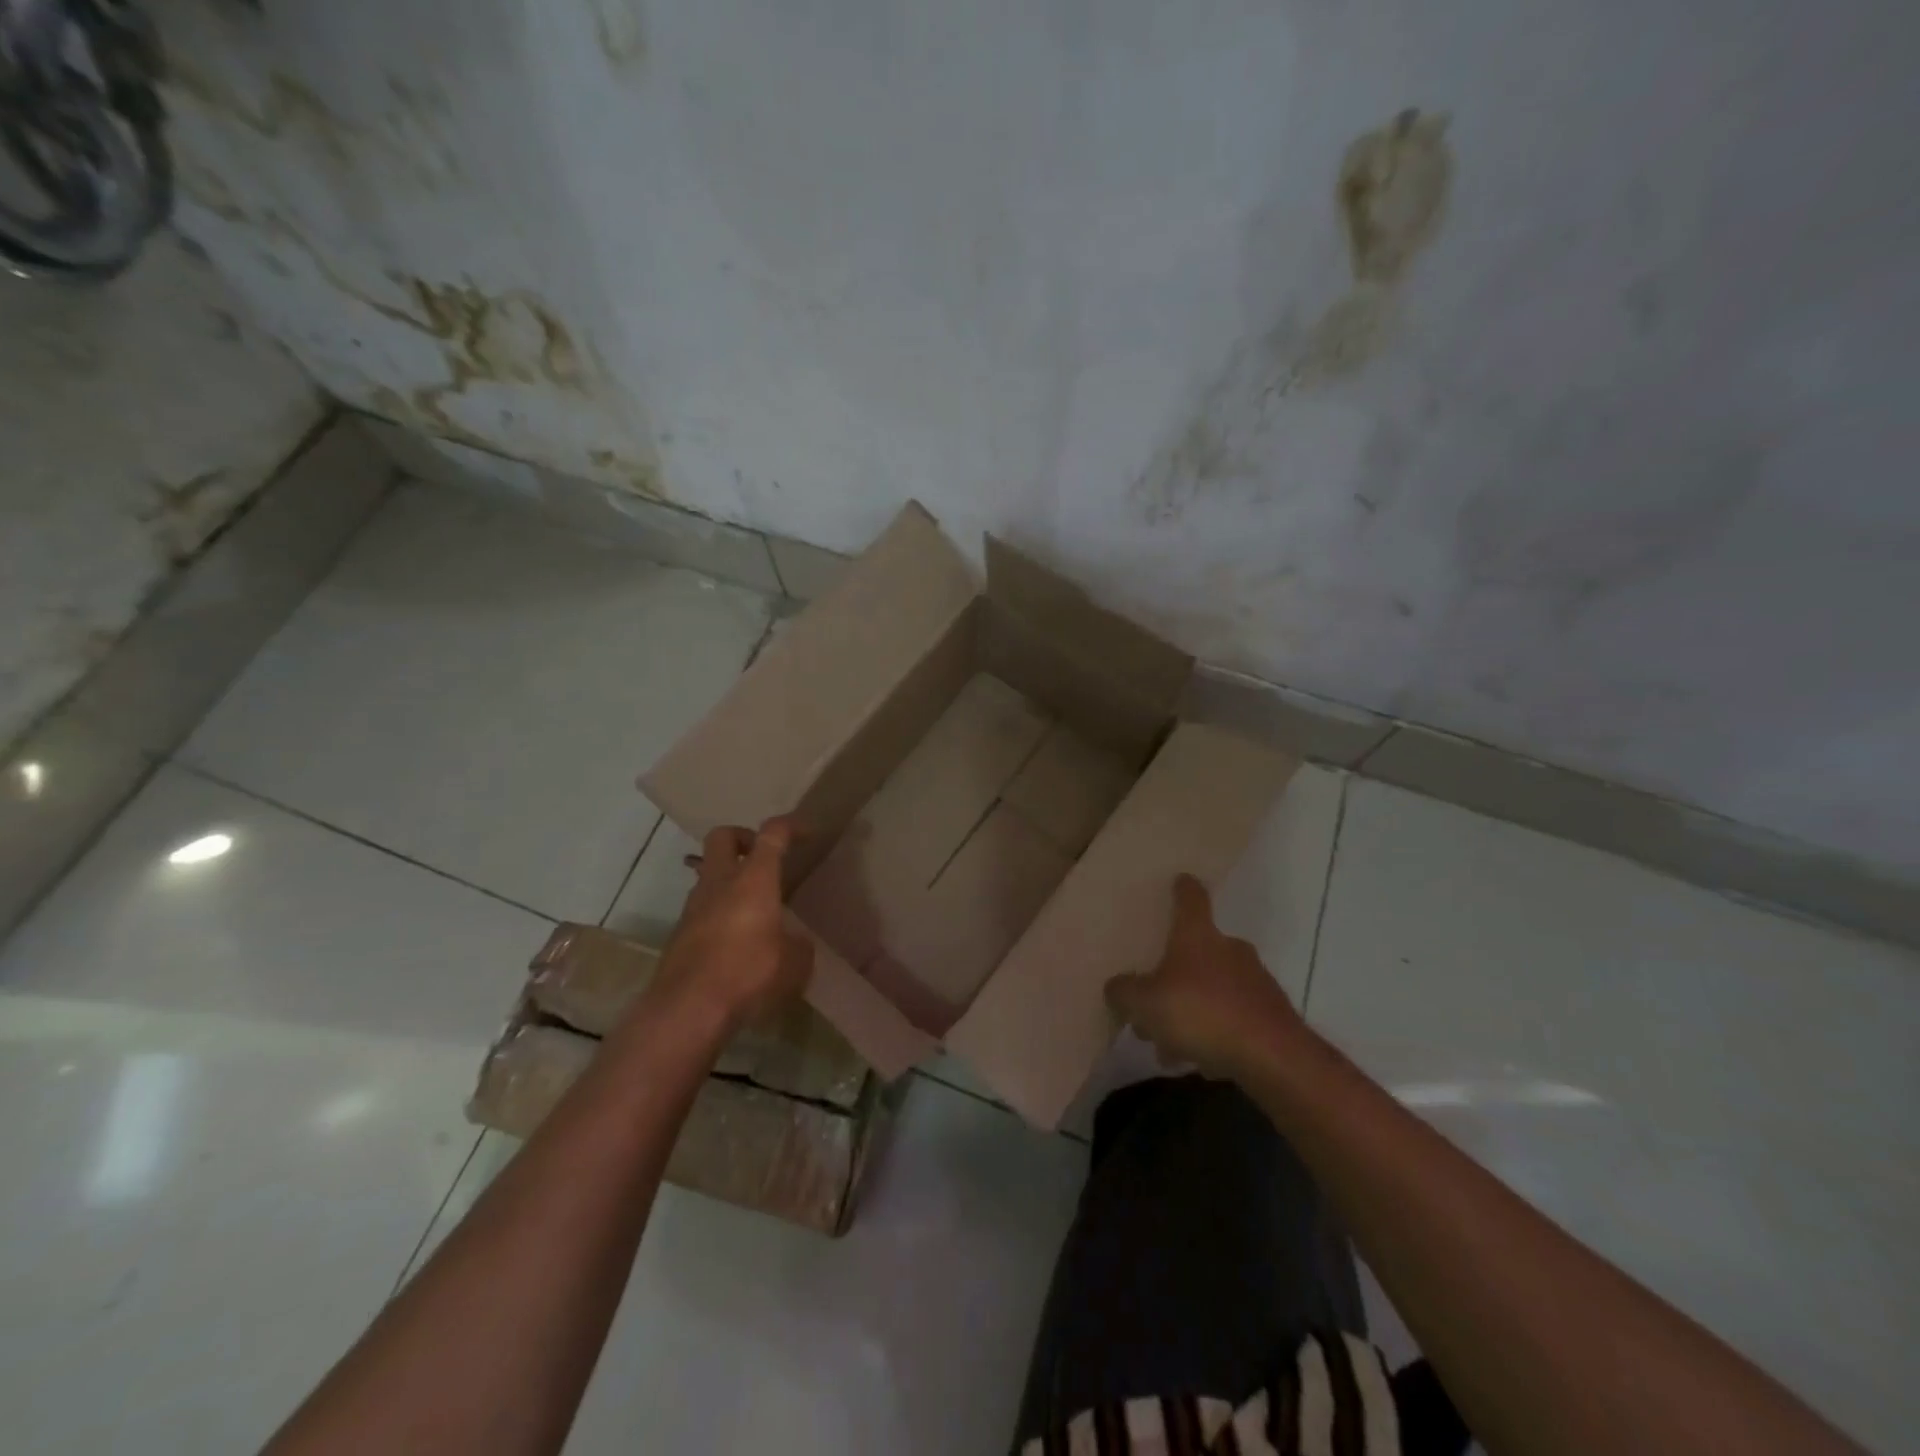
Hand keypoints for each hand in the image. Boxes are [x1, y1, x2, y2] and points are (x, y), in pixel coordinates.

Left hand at [652, 817, 813, 1031]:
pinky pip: (702, 908)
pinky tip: (735, 941)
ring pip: (709, 874)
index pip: (771, 834)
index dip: (789, 827)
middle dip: (743, 838)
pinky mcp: (679, 934)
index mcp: (753, 879)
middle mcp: (720, 883)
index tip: (804, 832)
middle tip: (762, 857)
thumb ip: (798, 945)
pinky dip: (719, 912)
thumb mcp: (795, 963)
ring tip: (752, 907)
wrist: (687, 1009)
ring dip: (729, 880)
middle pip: (723, 836)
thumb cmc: (749, 973)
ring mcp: (693, 907)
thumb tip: (794, 942)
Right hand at [1105, 874, 1304, 1080]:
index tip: (1180, 880)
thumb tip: (1117, 986)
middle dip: (1176, 972)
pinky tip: (1201, 1060)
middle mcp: (1229, 949)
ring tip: (1171, 1045)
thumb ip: (1125, 992)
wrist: (1273, 1057)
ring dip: (1193, 1009)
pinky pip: (1233, 1017)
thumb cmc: (1201, 1013)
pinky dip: (1216, 1032)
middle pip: (1199, 949)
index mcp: (1198, 936)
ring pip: (1214, 988)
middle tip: (1155, 1000)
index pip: (1191, 899)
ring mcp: (1255, 980)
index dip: (1183, 889)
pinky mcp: (1272, 1014)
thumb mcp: (1145, 1004)